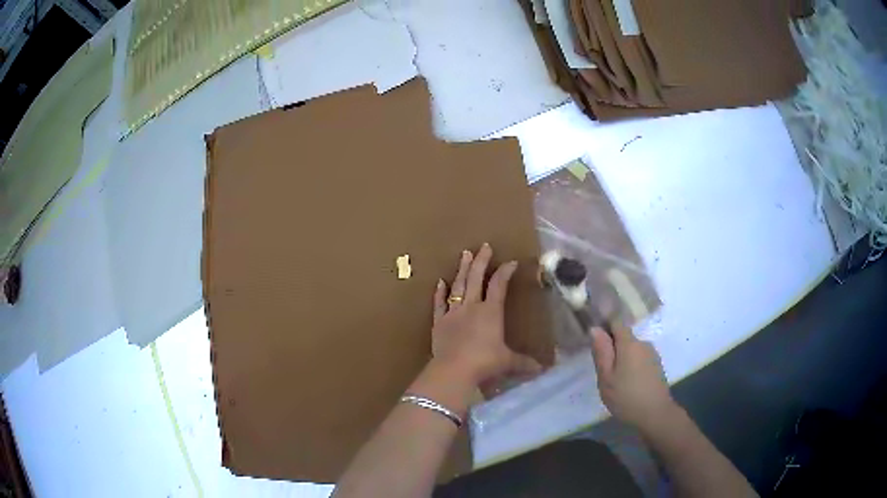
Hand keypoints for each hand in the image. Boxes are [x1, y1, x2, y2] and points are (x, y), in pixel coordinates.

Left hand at [431, 244, 541, 386]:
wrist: (454, 370)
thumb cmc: (484, 363)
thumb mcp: (508, 362)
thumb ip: (524, 363)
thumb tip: (542, 369)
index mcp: (490, 312)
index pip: (499, 285)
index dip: (505, 272)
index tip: (511, 262)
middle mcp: (471, 307)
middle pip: (475, 278)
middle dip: (481, 261)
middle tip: (484, 246)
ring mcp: (453, 313)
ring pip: (457, 286)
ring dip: (461, 270)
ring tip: (464, 254)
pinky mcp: (438, 323)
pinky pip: (438, 304)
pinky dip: (439, 293)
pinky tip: (440, 282)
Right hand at [590, 325, 676, 432]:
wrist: (655, 414)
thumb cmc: (626, 396)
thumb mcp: (606, 377)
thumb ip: (601, 352)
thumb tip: (595, 329)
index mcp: (629, 343)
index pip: (616, 322)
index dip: (605, 328)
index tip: (596, 344)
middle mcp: (643, 343)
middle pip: (625, 338)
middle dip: (613, 349)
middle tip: (604, 371)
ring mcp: (652, 354)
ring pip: (632, 350)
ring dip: (623, 359)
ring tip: (616, 381)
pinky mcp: (657, 366)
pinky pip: (640, 359)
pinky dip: (632, 366)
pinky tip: (629, 385)